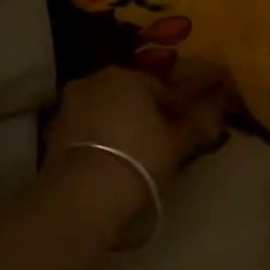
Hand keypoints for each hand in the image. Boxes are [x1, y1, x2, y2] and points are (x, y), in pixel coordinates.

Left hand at [46, 67, 227, 183]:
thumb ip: (198, 125)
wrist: (84, 194)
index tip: (189, 130)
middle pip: (130, 96)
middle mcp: (93, 80)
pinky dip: (99, 140)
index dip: (179, 110)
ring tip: (137, 154)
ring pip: (106, 112)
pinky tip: (111, 162)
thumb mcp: (177, 143)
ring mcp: (69, 105)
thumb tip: (217, 115)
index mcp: (126, 75)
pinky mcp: (52, 132)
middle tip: (163, 142)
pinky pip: (86, 130)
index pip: (161, 88)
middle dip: (146, 114)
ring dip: (120, 126)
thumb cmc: (139, 159)